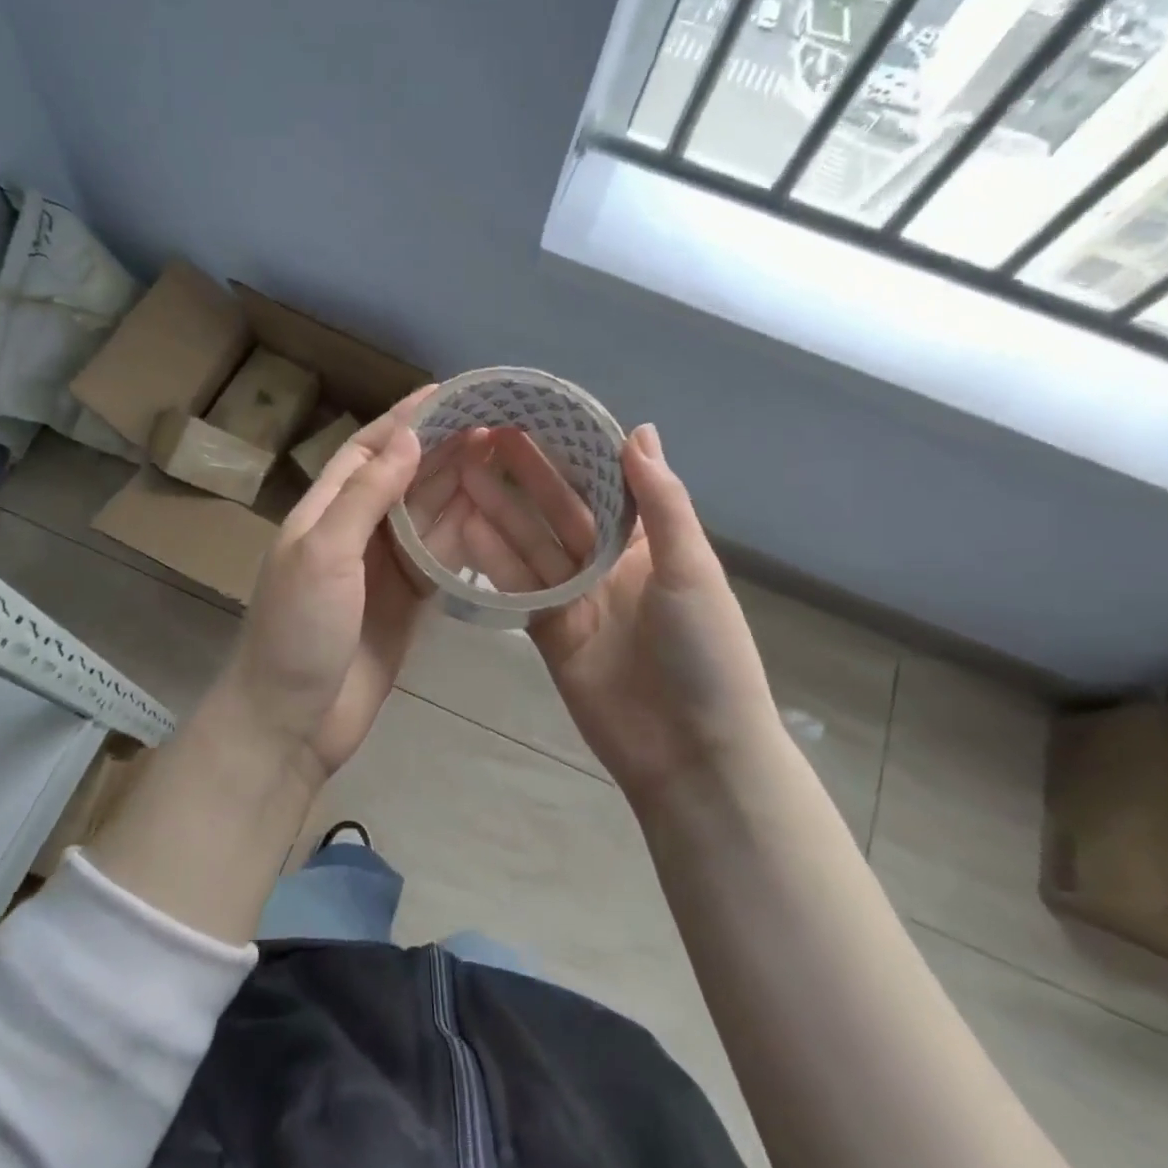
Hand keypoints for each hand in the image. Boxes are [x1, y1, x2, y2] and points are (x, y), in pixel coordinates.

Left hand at [220, 387, 478, 782]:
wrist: (292, 722)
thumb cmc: (300, 632)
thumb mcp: (325, 554)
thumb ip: (367, 495)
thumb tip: (408, 436)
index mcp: (324, 512)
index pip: (366, 450)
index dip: (403, 420)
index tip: (447, 393)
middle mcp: (353, 532)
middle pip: (400, 478)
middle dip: (440, 449)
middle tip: (492, 423)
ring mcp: (380, 569)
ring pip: (423, 515)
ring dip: (456, 486)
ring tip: (501, 457)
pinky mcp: (404, 602)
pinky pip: (436, 557)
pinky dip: (461, 535)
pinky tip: (492, 515)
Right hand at [455, 423, 782, 805]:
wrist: (690, 752)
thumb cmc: (704, 651)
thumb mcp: (691, 569)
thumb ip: (661, 502)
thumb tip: (640, 430)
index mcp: (647, 544)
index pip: (604, 485)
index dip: (571, 452)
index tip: (537, 416)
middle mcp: (607, 565)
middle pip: (559, 510)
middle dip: (526, 475)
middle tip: (484, 436)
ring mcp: (575, 598)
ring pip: (531, 545)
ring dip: (499, 509)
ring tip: (462, 472)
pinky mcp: (548, 631)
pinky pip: (518, 587)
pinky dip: (493, 559)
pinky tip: (464, 527)